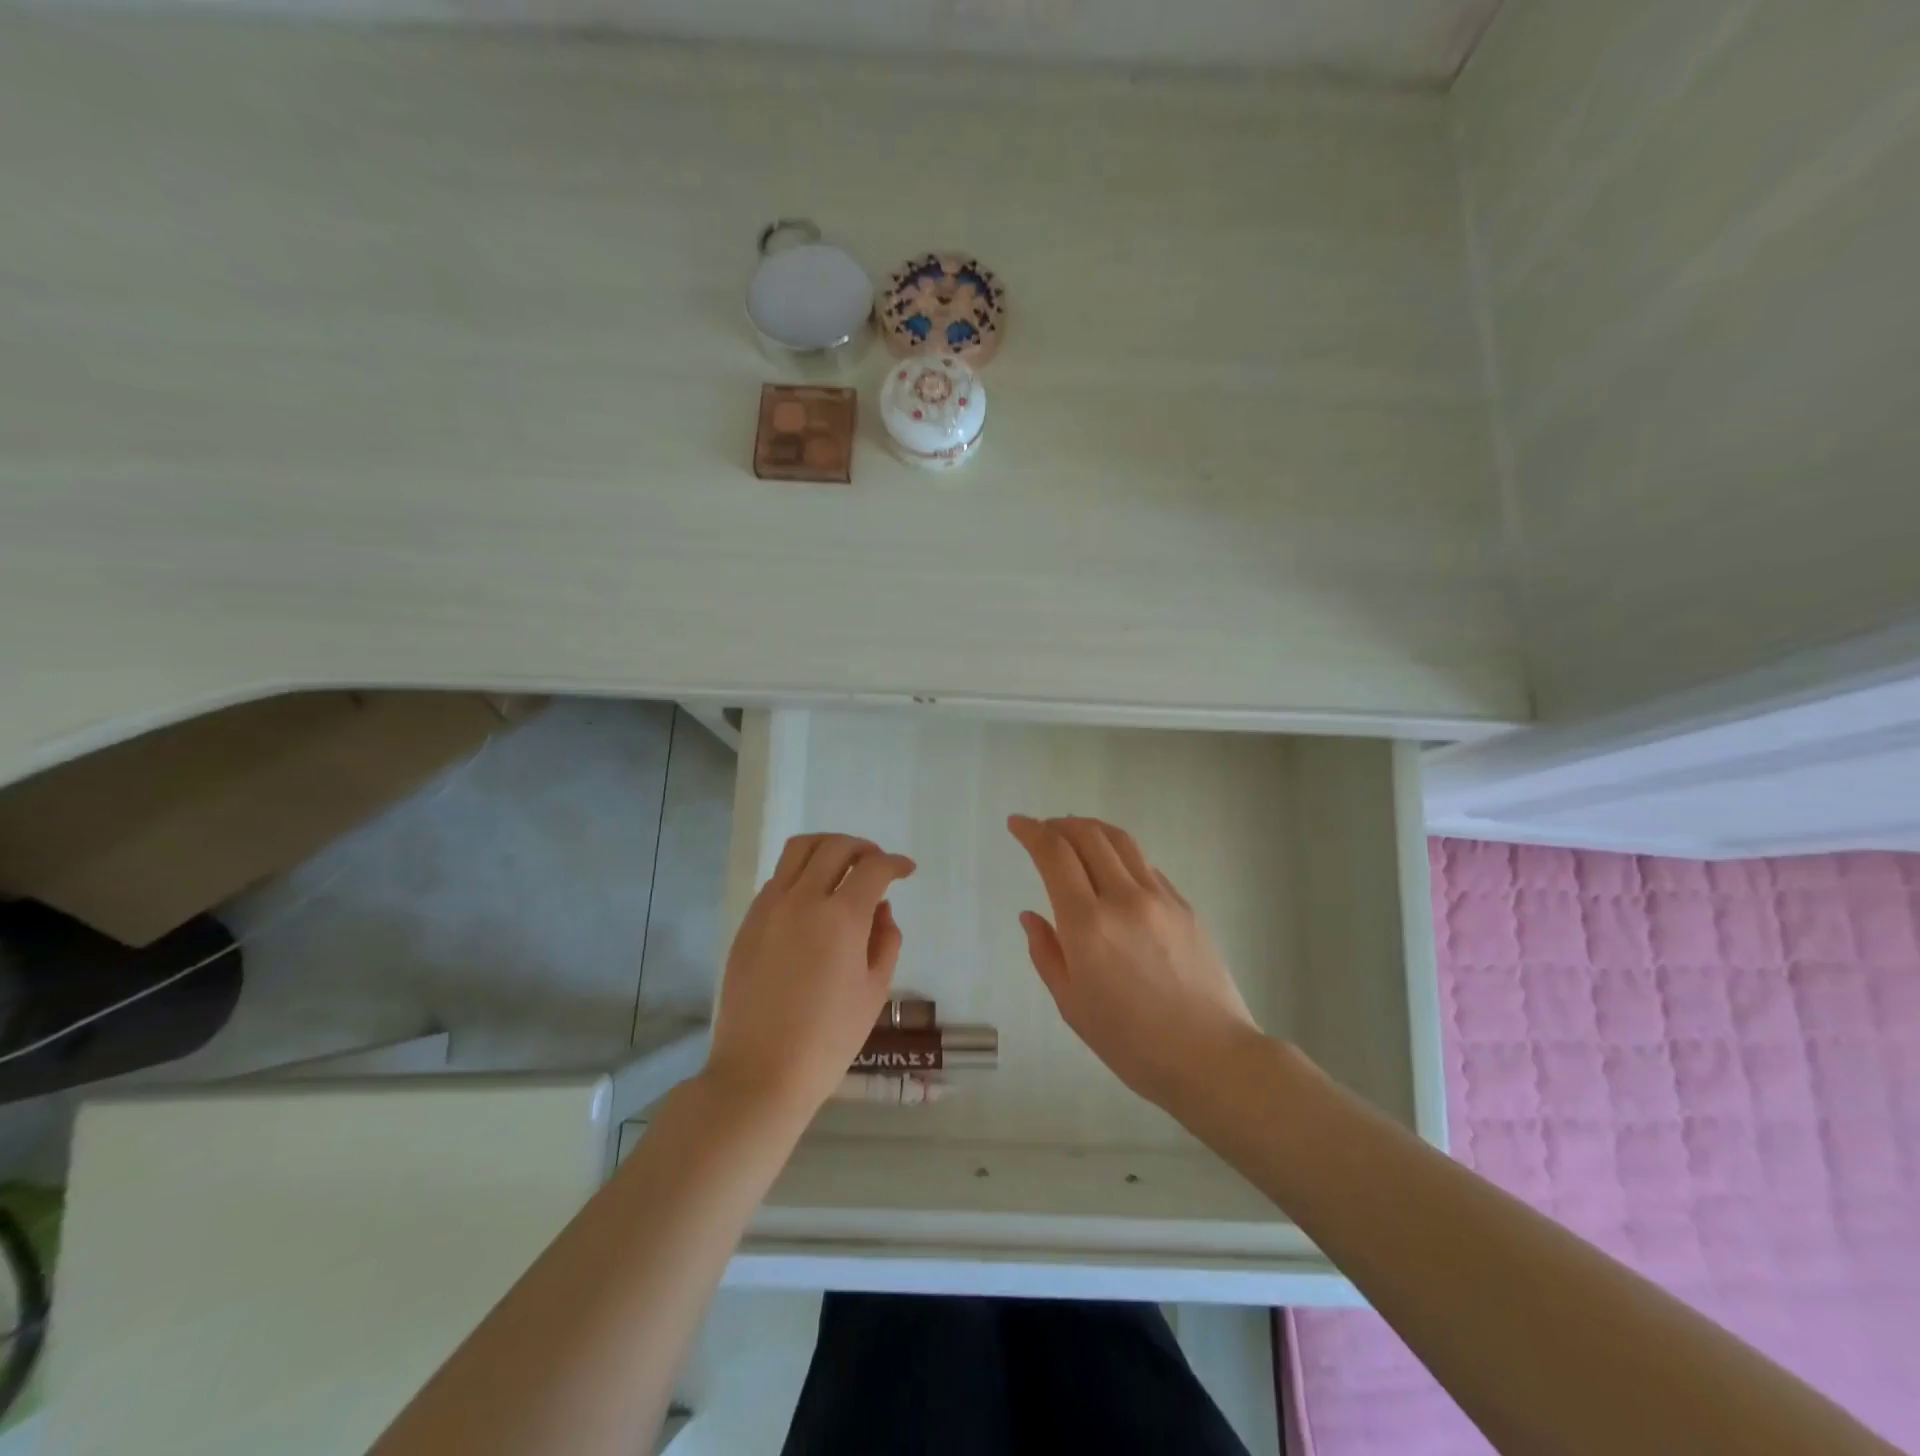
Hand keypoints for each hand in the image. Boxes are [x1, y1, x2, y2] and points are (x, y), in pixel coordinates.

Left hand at [707, 833, 915, 1116]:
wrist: (760, 1072)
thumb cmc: (828, 1039)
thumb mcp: (874, 990)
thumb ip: (885, 940)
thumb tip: (880, 909)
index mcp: (841, 917)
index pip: (874, 868)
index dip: (895, 863)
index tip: (906, 870)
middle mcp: (802, 899)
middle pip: (835, 846)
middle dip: (863, 848)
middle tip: (877, 865)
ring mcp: (769, 907)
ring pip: (798, 850)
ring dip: (827, 848)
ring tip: (843, 866)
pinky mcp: (748, 922)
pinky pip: (778, 878)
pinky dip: (801, 873)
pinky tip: (812, 899)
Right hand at [1008, 814, 1261, 1111]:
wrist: (1211, 1057)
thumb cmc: (1132, 1043)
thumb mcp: (1072, 1005)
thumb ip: (1046, 953)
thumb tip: (1031, 916)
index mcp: (1087, 925)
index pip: (1054, 855)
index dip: (1032, 832)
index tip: (1017, 824)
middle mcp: (1123, 898)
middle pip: (1088, 836)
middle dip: (1059, 824)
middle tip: (1043, 829)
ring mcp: (1160, 898)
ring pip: (1121, 842)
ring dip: (1092, 829)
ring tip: (1076, 834)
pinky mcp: (1185, 906)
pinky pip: (1146, 866)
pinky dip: (1121, 856)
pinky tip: (1115, 871)